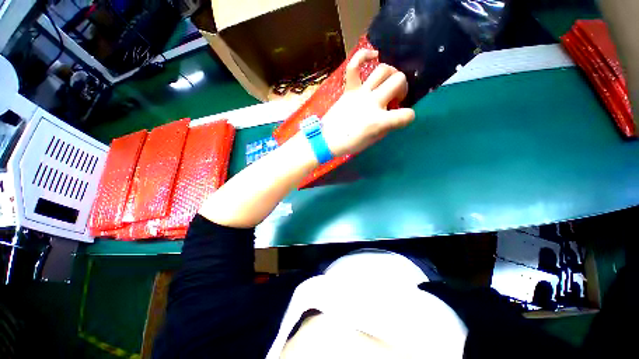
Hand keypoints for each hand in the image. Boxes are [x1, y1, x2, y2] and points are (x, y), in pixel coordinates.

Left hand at [321, 49, 414, 156]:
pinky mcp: (349, 89)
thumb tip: (393, 115)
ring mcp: (360, 93)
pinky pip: (354, 66)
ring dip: (391, 74)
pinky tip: (373, 55)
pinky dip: (364, 56)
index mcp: (379, 121)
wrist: (327, 140)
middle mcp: (372, 103)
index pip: (406, 115)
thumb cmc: (350, 143)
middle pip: (398, 81)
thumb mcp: (373, 140)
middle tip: (395, 98)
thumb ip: (386, 126)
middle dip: (403, 88)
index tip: (403, 118)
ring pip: (383, 69)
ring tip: (387, 83)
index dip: (408, 116)